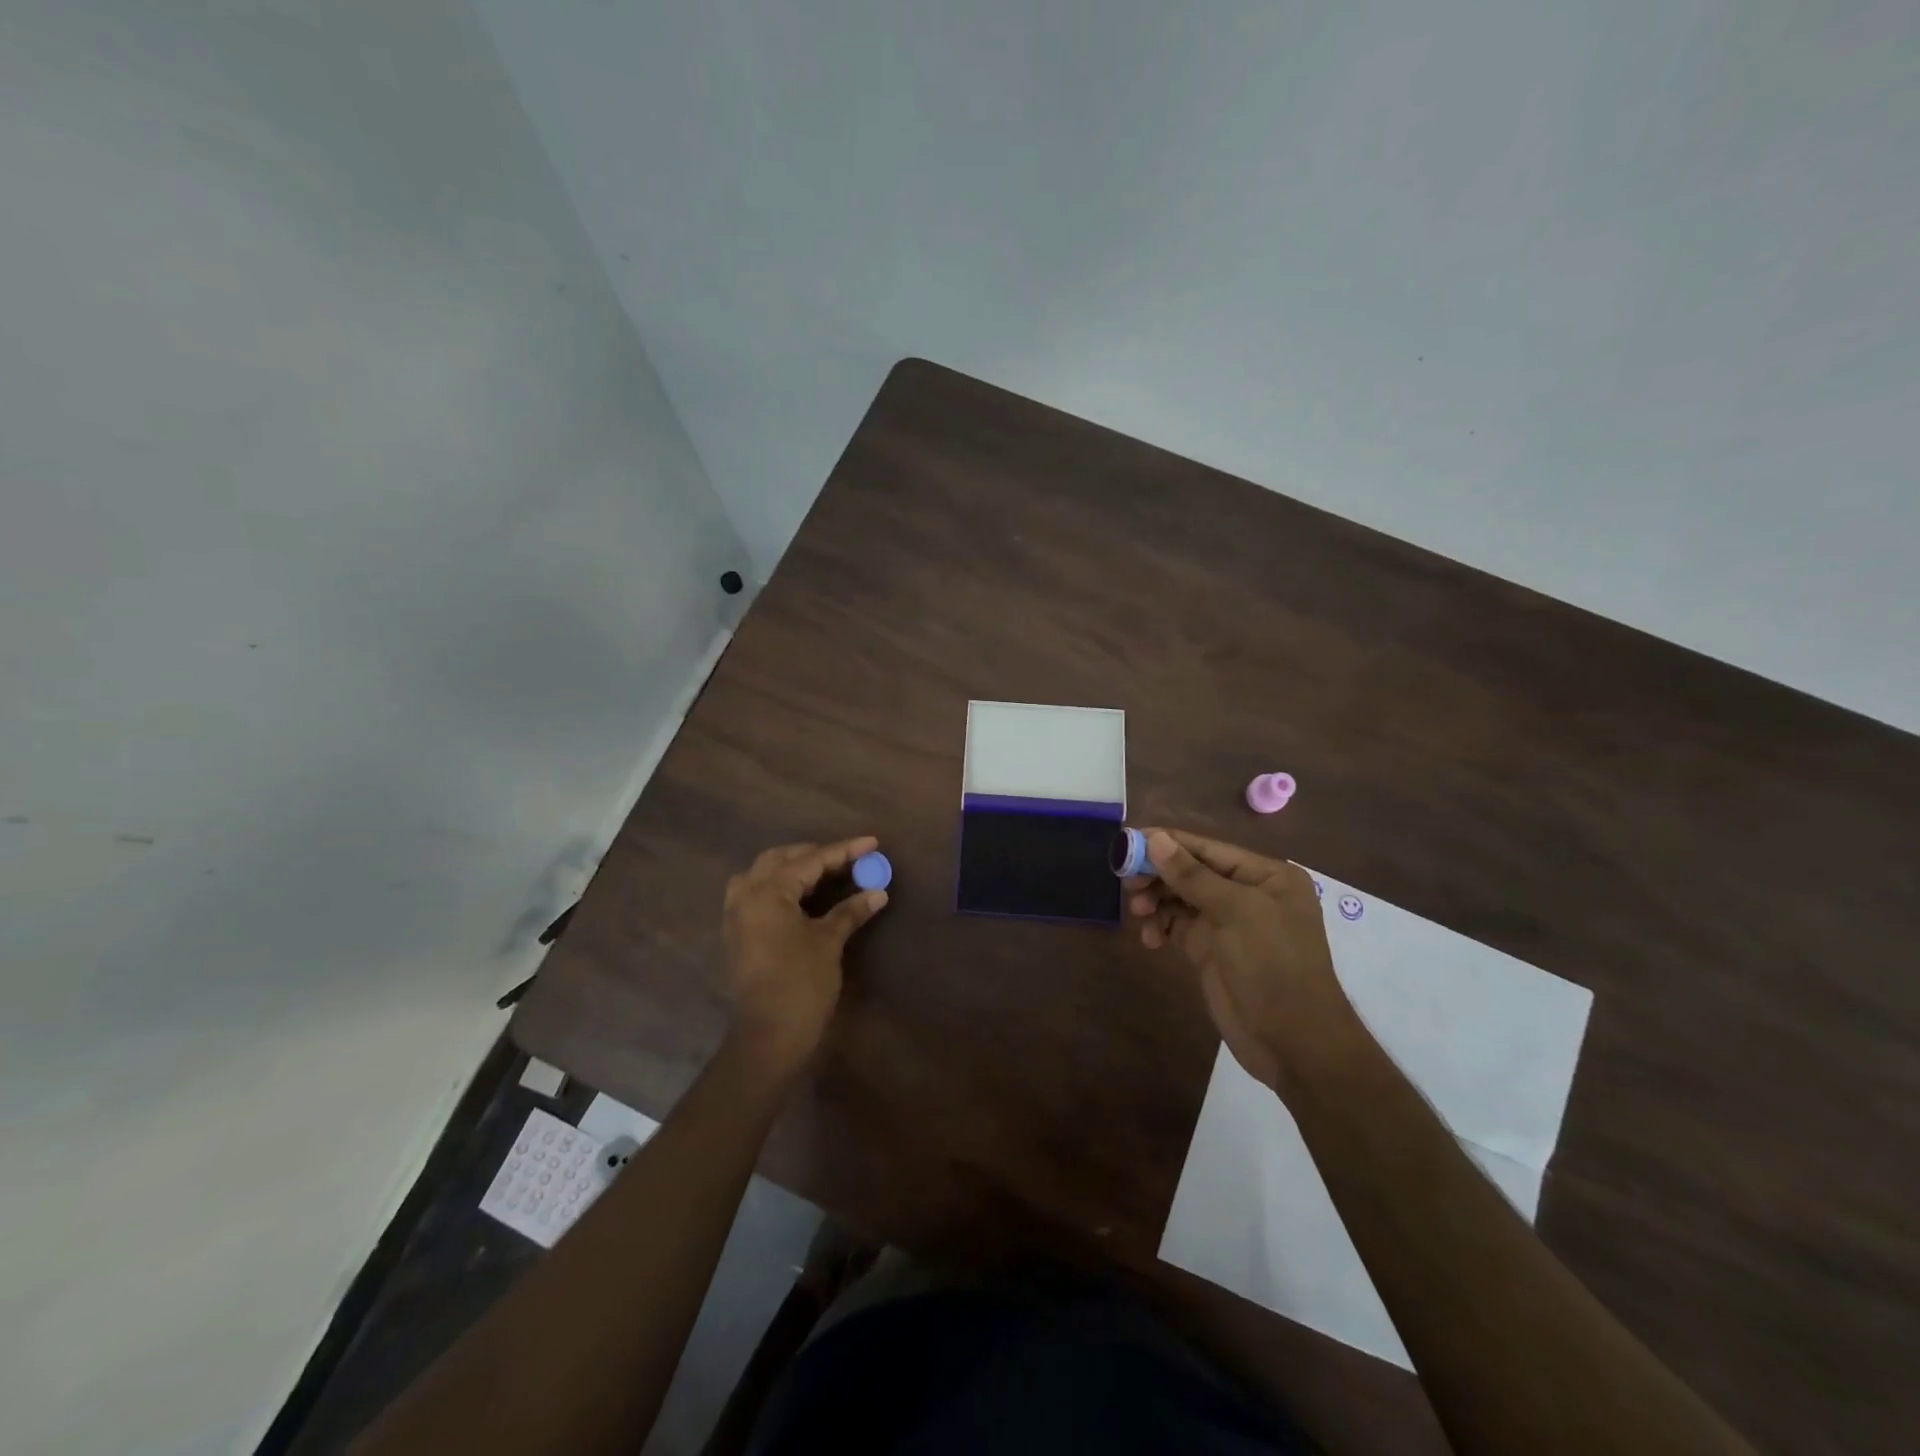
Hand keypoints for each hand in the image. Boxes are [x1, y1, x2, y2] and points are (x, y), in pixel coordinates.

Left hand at [722, 837, 888, 1079]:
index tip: (871, 842)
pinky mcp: (737, 934)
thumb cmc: (801, 984)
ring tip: (822, 873)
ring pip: (762, 874)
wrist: (768, 1037)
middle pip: (780, 859)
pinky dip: (778, 886)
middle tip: (847, 858)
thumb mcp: (829, 942)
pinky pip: (755, 894)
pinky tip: (800, 896)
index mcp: (767, 893)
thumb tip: (877, 892)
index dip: (844, 851)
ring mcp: (736, 916)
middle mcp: (745, 896)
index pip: (810, 861)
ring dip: (791, 867)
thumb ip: (850, 911)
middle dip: (814, 854)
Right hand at [1126, 829, 1364, 1096]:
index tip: (1127, 843)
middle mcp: (1247, 893)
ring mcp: (1228, 923)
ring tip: (1138, 913)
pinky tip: (1150, 939)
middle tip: (1127, 884)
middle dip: (1158, 875)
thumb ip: (1192, 875)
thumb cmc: (1273, 966)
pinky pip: (1178, 925)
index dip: (1167, 843)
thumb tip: (1155, 838)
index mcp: (1266, 875)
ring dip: (1156, 901)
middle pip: (1191, 871)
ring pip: (1180, 898)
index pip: (1207, 848)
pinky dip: (1161, 927)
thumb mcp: (1236, 913)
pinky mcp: (1211, 949)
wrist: (1293, 1043)